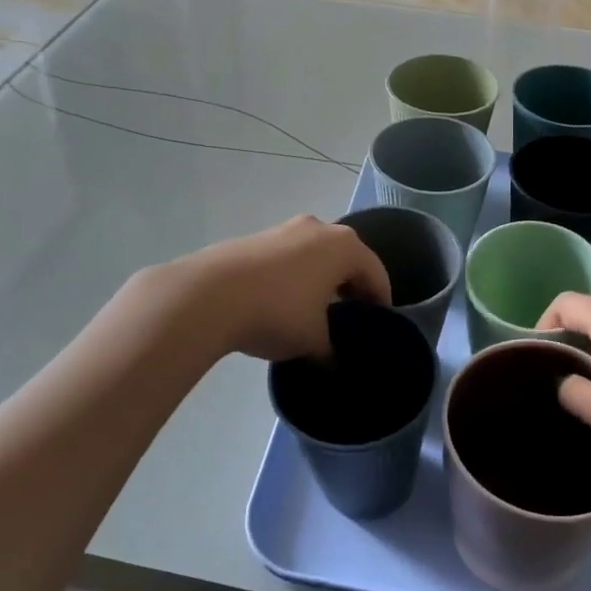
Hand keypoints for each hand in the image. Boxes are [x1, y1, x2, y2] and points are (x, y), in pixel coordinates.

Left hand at [173, 216, 389, 362]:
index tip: (378, 325)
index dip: (381, 301)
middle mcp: (319, 228)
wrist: (209, 295)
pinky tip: (281, 302)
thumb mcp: (313, 341)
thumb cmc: (278, 312)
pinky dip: (293, 277)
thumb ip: (331, 350)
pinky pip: (287, 258)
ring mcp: (284, 229)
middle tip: (348, 318)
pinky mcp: (255, 238)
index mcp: (344, 247)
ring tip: (313, 312)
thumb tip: (333, 362)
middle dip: (350, 287)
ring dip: (320, 280)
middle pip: (346, 259)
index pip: (376, 273)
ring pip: (315, 256)